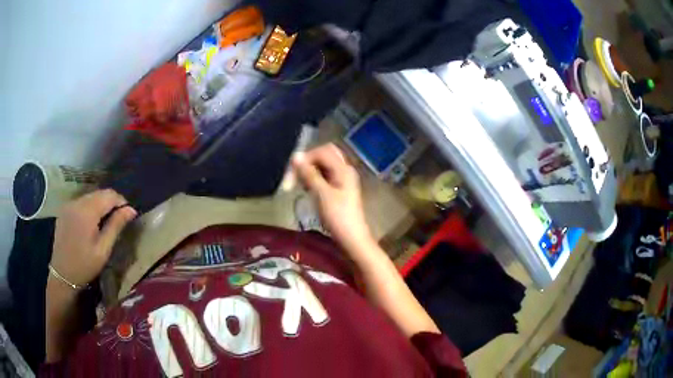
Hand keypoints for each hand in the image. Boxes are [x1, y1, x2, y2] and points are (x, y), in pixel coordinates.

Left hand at [51, 189, 136, 288]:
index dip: (121, 201)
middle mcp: (77, 202)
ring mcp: (69, 204)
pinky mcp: (65, 209)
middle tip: (119, 218)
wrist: (62, 274)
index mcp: (87, 211)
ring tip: (106, 220)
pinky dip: (90, 207)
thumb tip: (131, 210)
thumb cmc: (85, 265)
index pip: (109, 195)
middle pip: (99, 193)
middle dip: (111, 202)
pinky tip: (91, 222)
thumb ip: (116, 226)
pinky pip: (81, 201)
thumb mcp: (103, 249)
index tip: (128, 214)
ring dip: (100, 204)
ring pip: (90, 196)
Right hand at [292, 144, 373, 252]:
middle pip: (324, 155)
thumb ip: (309, 174)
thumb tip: (295, 156)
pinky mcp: (339, 188)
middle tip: (295, 176)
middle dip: (307, 162)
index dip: (304, 159)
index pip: (321, 151)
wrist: (352, 239)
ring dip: (309, 170)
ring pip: (323, 165)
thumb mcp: (321, 194)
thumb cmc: (338, 217)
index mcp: (343, 169)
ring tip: (300, 184)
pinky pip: (324, 175)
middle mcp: (344, 170)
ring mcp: (342, 179)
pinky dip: (314, 178)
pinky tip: (307, 189)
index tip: (291, 175)